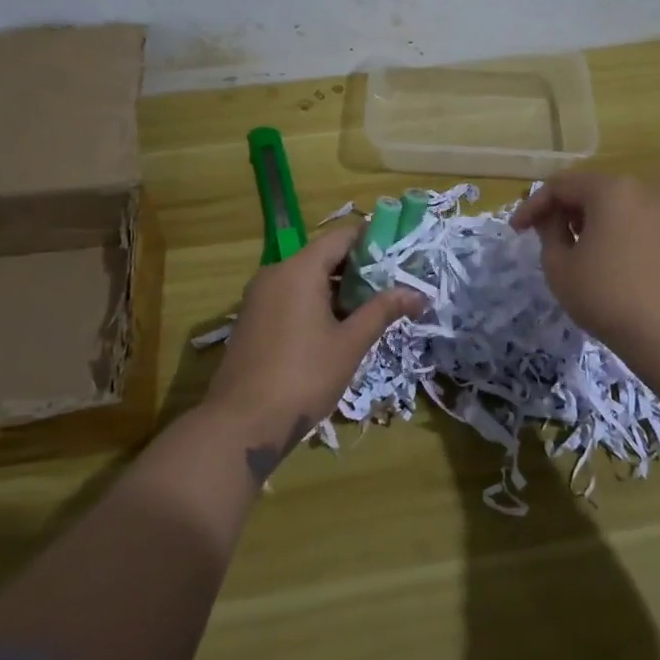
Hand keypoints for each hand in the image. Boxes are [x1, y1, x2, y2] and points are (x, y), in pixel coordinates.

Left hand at [203, 224, 424, 457]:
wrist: (242, 422)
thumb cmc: (303, 377)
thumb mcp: (349, 344)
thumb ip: (382, 311)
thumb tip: (417, 294)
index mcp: (299, 269)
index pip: (341, 236)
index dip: (372, 239)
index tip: (399, 252)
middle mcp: (275, 273)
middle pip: (323, 256)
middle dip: (358, 268)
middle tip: (392, 284)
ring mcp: (259, 296)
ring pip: (306, 278)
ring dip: (337, 288)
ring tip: (371, 307)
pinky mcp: (252, 318)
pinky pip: (290, 296)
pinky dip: (315, 302)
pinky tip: (337, 327)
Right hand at [511, 172, 659, 366]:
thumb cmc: (607, 296)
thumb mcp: (559, 266)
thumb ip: (548, 233)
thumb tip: (554, 221)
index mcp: (611, 189)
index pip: (561, 186)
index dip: (533, 206)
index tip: (517, 230)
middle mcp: (645, 191)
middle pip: (593, 191)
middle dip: (565, 211)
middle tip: (547, 237)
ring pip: (621, 208)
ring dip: (594, 222)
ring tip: (579, 250)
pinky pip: (643, 227)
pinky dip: (622, 237)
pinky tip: (614, 265)